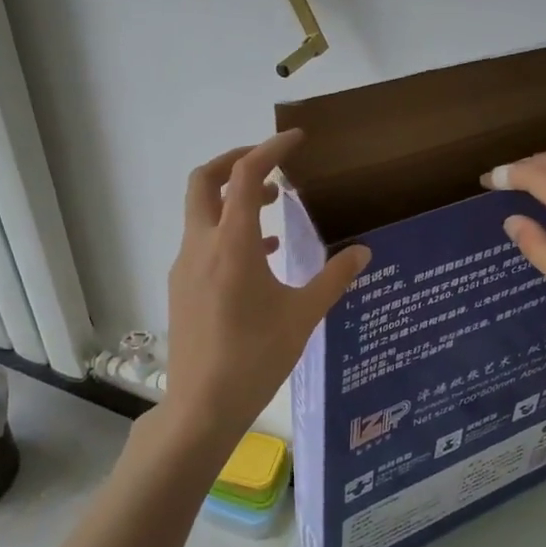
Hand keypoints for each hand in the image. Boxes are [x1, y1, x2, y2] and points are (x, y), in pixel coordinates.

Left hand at [161, 130, 369, 447]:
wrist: (202, 406)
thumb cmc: (256, 357)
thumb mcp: (303, 316)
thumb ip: (334, 277)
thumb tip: (363, 251)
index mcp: (230, 244)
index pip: (243, 175)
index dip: (269, 149)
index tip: (296, 140)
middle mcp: (200, 246)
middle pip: (204, 181)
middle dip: (235, 161)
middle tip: (272, 165)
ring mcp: (185, 267)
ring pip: (201, 212)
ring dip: (232, 198)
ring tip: (273, 208)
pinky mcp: (182, 288)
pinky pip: (203, 242)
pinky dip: (228, 231)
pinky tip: (260, 257)